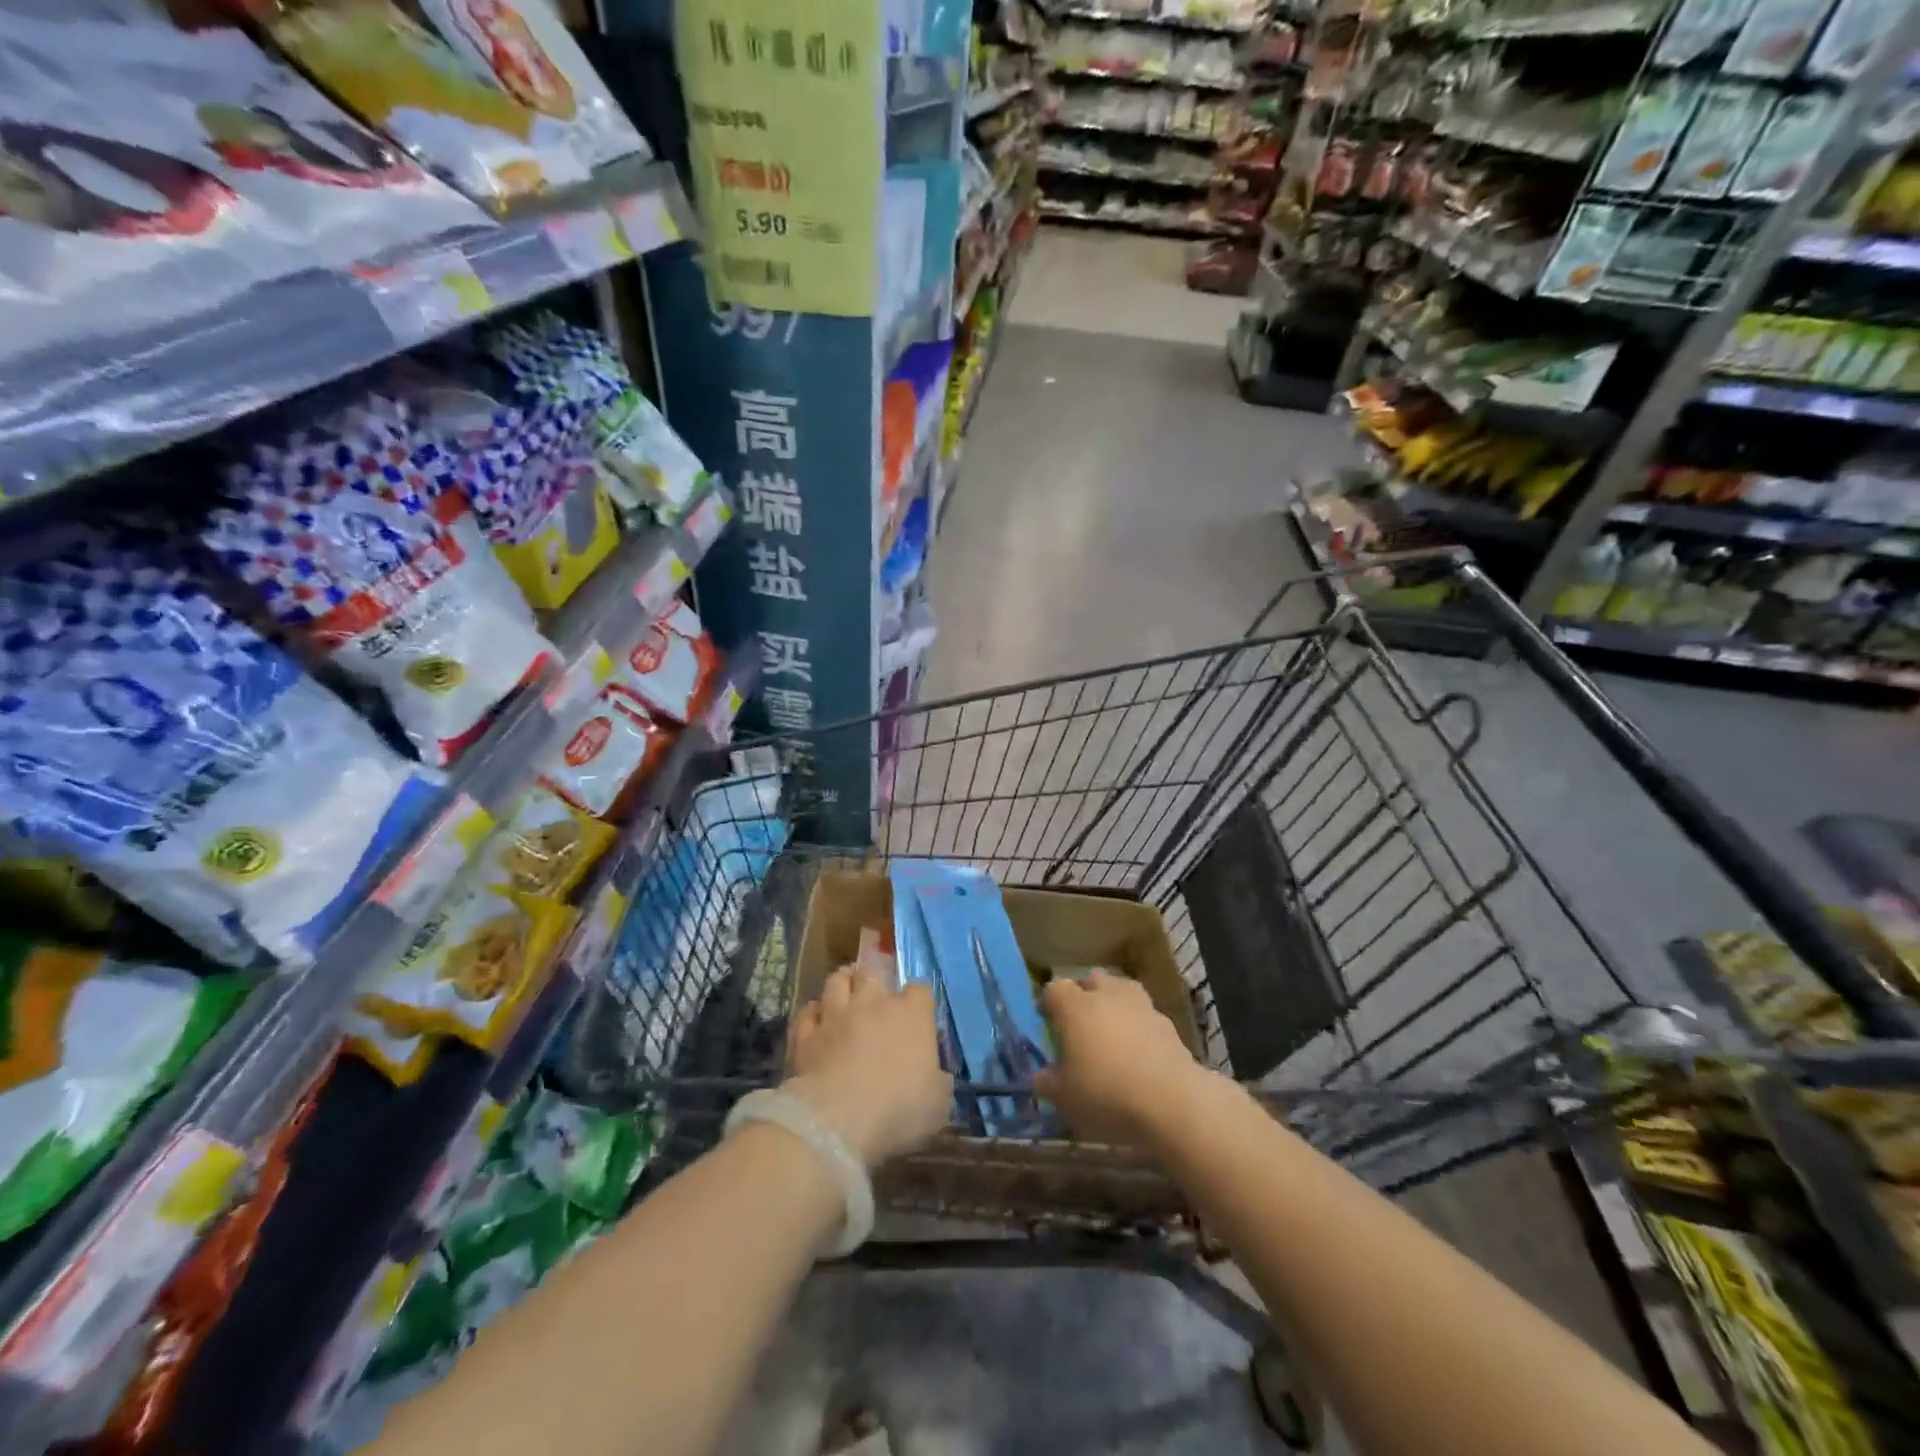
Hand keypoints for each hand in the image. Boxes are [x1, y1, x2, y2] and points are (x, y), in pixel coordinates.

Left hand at [786, 966, 951, 1169]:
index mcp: (912, 1015)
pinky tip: (816, 1021)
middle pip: (874, 971)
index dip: (919, 999)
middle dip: (875, 977)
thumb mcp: (938, 1105)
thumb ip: (938, 1082)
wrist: (837, 1121)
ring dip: (842, 983)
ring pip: (836, 981)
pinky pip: (808, 1012)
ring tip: (845, 991)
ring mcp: (836, 1015)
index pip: (920, 990)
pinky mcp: (805, 1034)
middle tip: (876, 991)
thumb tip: (936, 1078)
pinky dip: (813, 1013)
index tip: (919, 1013)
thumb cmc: (898, 1110)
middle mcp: (873, 1004)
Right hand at [1034, 971, 1209, 1146]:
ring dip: (1114, 1005)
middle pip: (1091, 981)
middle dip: (1084, 996)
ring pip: (1121, 992)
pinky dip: (1138, 1027)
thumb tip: (1040, 1076)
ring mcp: (1140, 1005)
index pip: (1054, 989)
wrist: (1171, 1100)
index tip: (1047, 1022)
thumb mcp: (1063, 1097)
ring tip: (1112, 1033)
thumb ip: (1046, 1082)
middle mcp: (1106, 995)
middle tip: (1080, 1024)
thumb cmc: (1105, 1092)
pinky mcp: (1167, 1023)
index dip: (1049, 1003)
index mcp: (1075, 1006)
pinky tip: (1138, 1051)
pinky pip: (1145, 1016)